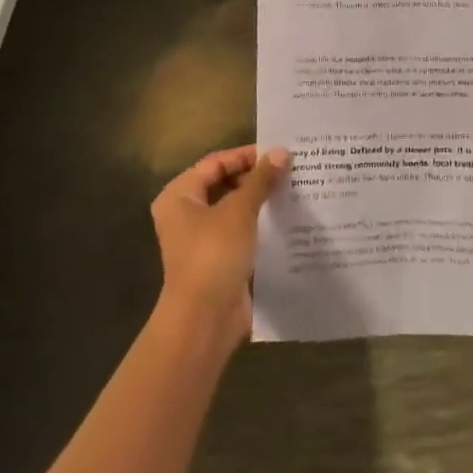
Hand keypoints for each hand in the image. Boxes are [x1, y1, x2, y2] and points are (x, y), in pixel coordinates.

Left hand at [151, 145, 288, 346]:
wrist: (204, 320)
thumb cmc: (215, 254)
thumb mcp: (240, 211)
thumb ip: (261, 179)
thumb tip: (282, 152)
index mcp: (180, 195)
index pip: (216, 162)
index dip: (247, 156)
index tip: (279, 153)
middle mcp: (185, 214)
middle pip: (224, 184)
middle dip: (255, 178)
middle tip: (289, 170)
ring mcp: (201, 238)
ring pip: (233, 208)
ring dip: (259, 201)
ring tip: (292, 189)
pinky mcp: (217, 259)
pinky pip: (239, 231)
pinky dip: (258, 224)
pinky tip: (285, 218)